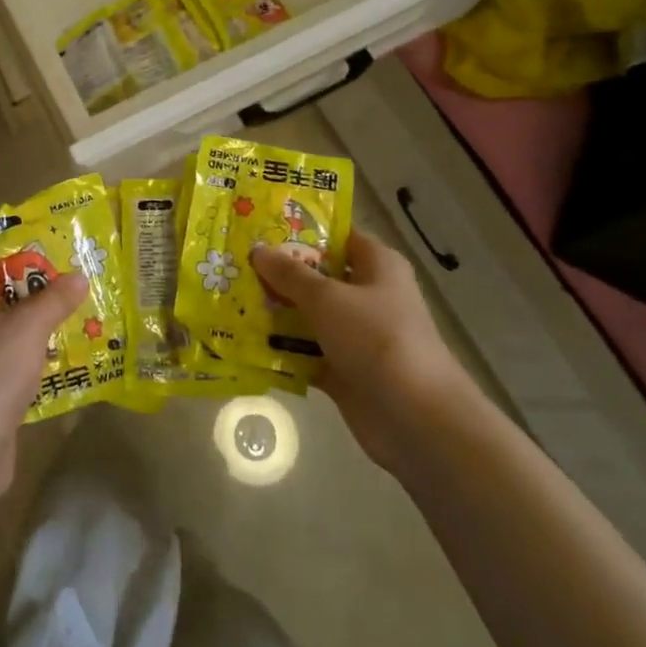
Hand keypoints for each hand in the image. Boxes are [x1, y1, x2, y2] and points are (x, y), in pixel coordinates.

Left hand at [0, 250, 87, 501]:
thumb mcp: (27, 328)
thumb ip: (54, 299)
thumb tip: (79, 277)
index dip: (3, 245)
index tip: (40, 243)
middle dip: (26, 282)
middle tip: (64, 273)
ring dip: (30, 318)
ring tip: (70, 307)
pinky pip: (2, 356)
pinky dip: (26, 350)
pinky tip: (60, 349)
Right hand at [251, 231, 476, 475]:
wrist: (415, 417)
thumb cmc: (376, 338)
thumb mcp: (328, 298)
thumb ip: (290, 274)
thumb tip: (258, 250)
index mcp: (377, 266)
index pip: (337, 236)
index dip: (302, 231)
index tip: (260, 228)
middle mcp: (368, 295)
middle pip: (319, 277)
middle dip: (280, 273)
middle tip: (235, 264)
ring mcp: (356, 335)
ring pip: (309, 316)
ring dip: (277, 312)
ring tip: (231, 300)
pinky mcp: (345, 370)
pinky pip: (307, 352)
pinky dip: (283, 351)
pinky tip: (245, 343)